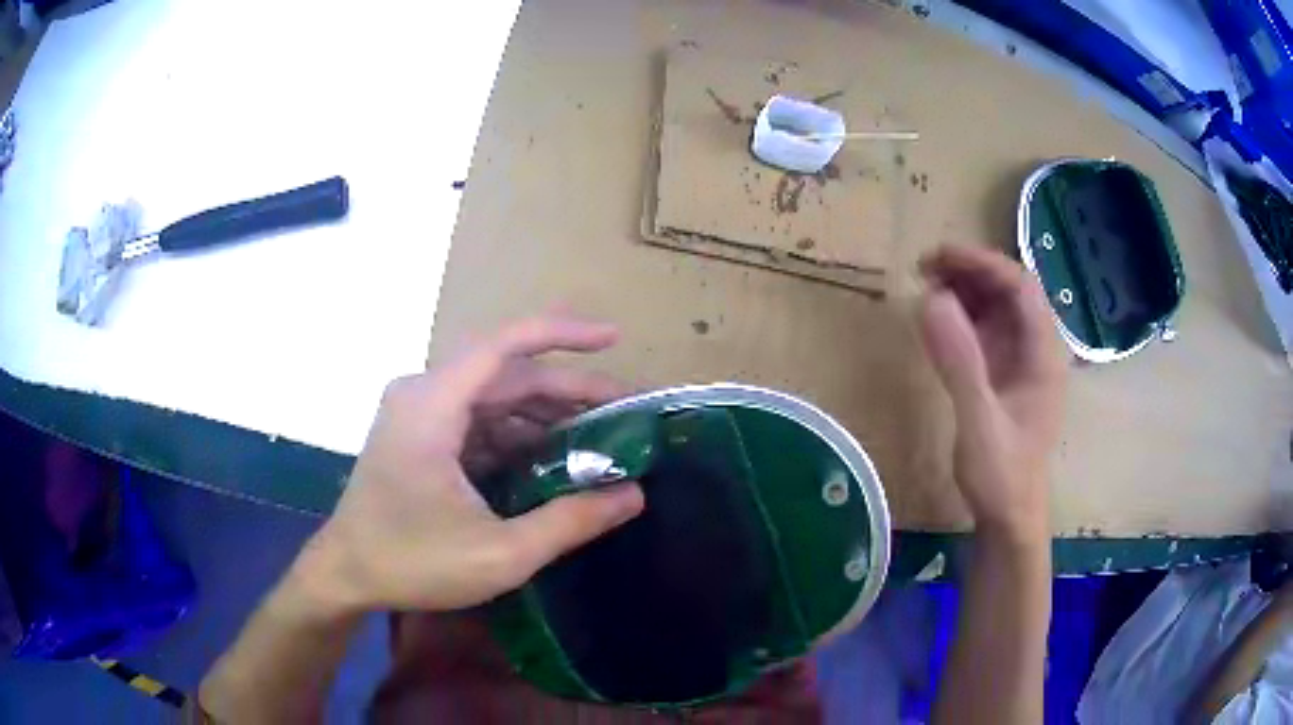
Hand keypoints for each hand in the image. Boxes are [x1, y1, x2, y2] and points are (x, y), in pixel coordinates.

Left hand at [295, 314, 645, 614]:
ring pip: (494, 396)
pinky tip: (553, 456)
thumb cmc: (412, 564)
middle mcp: (423, 393)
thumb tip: (633, 495)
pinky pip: (477, 419)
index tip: (613, 338)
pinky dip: (518, 433)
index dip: (563, 335)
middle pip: (506, 374)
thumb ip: (570, 521)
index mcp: (432, 406)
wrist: (346, 574)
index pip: (504, 346)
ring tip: (599, 435)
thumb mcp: (500, 553)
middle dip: (568, 389)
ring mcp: (418, 412)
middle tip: (624, 410)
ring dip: (546, 413)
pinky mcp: (420, 434)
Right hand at [919, 246, 1066, 543]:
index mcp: (1043, 355)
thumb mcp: (980, 422)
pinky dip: (959, 317)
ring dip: (963, 290)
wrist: (1008, 518)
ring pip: (996, 307)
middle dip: (970, 271)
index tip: (940, 257)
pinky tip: (935, 318)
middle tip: (925, 268)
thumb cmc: (1002, 476)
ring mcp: (1019, 361)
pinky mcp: (1002, 375)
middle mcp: (1035, 349)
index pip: (1020, 287)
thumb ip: (960, 362)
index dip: (982, 263)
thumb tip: (930, 299)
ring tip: (925, 285)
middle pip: (1008, 290)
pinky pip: (983, 331)